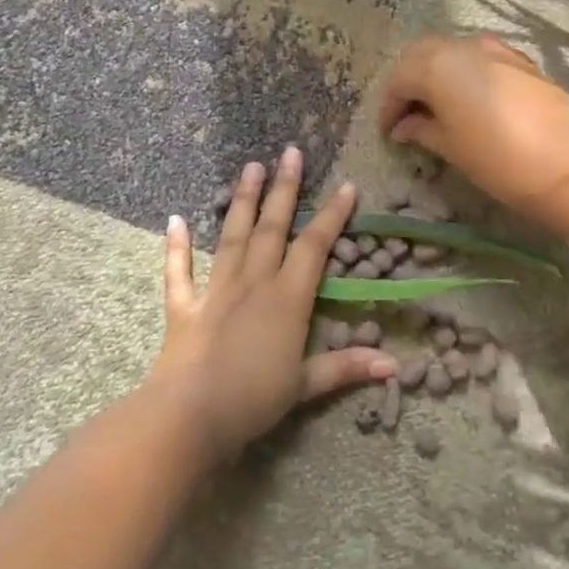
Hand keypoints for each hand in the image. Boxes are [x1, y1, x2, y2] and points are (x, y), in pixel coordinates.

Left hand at [149, 147, 395, 463]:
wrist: (190, 416)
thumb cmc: (254, 400)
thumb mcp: (305, 385)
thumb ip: (346, 367)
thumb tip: (394, 365)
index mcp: (287, 299)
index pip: (314, 247)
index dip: (332, 215)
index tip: (346, 186)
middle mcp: (253, 283)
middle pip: (272, 228)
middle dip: (284, 189)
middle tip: (290, 152)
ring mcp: (216, 291)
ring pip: (233, 237)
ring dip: (242, 201)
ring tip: (249, 166)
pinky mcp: (184, 307)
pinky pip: (179, 272)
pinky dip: (176, 247)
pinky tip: (175, 219)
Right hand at [378, 34, 568, 213]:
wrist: (565, 161)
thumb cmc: (496, 157)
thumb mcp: (450, 146)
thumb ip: (422, 129)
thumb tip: (404, 127)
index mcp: (436, 66)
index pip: (399, 79)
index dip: (389, 106)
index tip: (388, 132)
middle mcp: (463, 47)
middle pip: (422, 55)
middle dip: (409, 82)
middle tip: (408, 115)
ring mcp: (496, 50)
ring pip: (453, 52)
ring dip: (438, 74)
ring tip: (438, 107)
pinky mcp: (521, 61)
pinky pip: (481, 59)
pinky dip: (466, 74)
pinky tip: (472, 101)